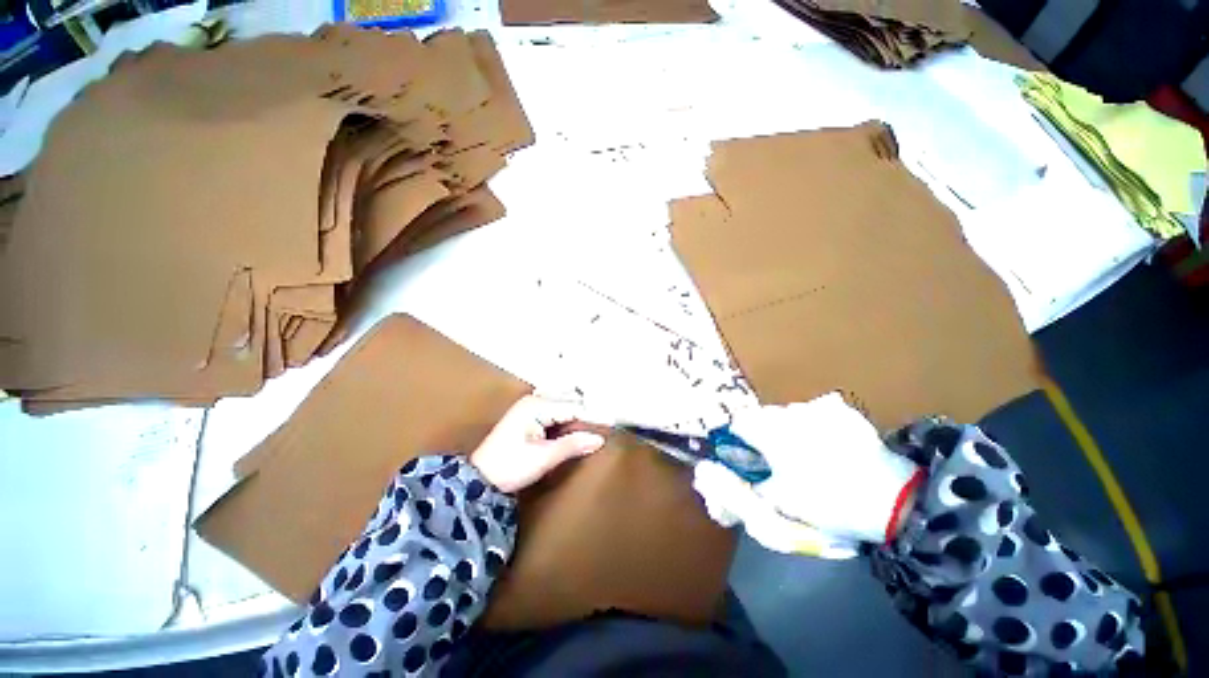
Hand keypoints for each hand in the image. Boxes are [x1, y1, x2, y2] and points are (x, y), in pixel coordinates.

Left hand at [470, 394, 605, 492]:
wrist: (479, 480)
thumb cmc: (509, 467)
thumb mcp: (543, 458)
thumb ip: (572, 445)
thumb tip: (599, 439)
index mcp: (536, 406)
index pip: (573, 407)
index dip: (592, 417)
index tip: (610, 424)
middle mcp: (534, 400)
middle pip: (569, 402)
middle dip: (586, 414)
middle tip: (605, 425)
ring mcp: (530, 406)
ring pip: (563, 406)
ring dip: (577, 416)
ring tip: (595, 426)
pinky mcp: (529, 416)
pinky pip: (555, 412)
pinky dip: (567, 420)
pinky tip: (576, 428)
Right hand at [694, 393, 921, 546]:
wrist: (895, 500)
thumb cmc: (827, 501)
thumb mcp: (778, 501)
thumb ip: (743, 486)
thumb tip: (714, 479)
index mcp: (771, 429)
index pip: (737, 423)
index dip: (737, 442)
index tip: (747, 461)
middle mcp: (789, 411)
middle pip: (761, 417)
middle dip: (762, 438)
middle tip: (777, 465)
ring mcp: (818, 409)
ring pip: (787, 416)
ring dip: (786, 432)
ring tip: (804, 459)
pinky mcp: (842, 413)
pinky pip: (813, 416)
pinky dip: (811, 429)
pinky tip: (827, 450)